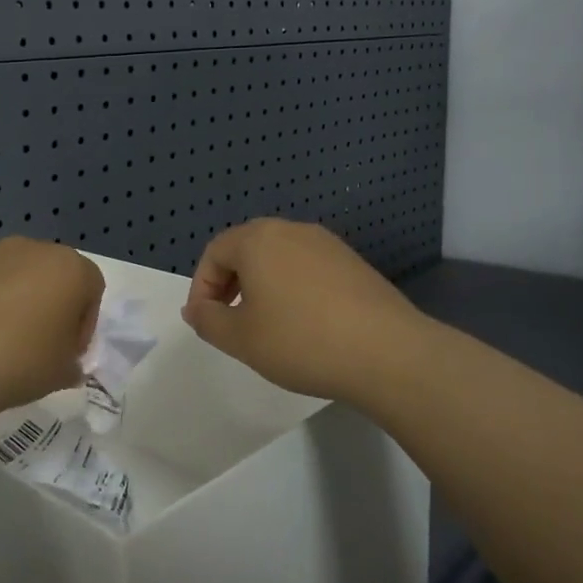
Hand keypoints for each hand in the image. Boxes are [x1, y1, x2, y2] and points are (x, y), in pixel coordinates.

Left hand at [0, 230, 104, 412]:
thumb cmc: (20, 365)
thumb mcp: (62, 374)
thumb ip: (71, 363)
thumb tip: (65, 364)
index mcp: (71, 268)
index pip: (91, 289)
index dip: (83, 323)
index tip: (67, 352)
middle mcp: (33, 248)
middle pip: (50, 271)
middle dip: (48, 301)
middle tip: (35, 342)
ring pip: (9, 262)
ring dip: (10, 287)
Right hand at [182, 219, 423, 406]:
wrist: (387, 352)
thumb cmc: (300, 341)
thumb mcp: (240, 338)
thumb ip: (208, 320)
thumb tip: (195, 309)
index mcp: (258, 239)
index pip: (214, 252)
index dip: (201, 287)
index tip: (204, 322)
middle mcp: (292, 230)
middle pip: (247, 249)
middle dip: (230, 283)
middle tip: (229, 321)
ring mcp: (327, 244)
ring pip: (279, 258)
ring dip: (261, 286)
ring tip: (265, 325)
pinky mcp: (353, 263)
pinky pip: (307, 268)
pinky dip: (292, 288)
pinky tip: (303, 324)